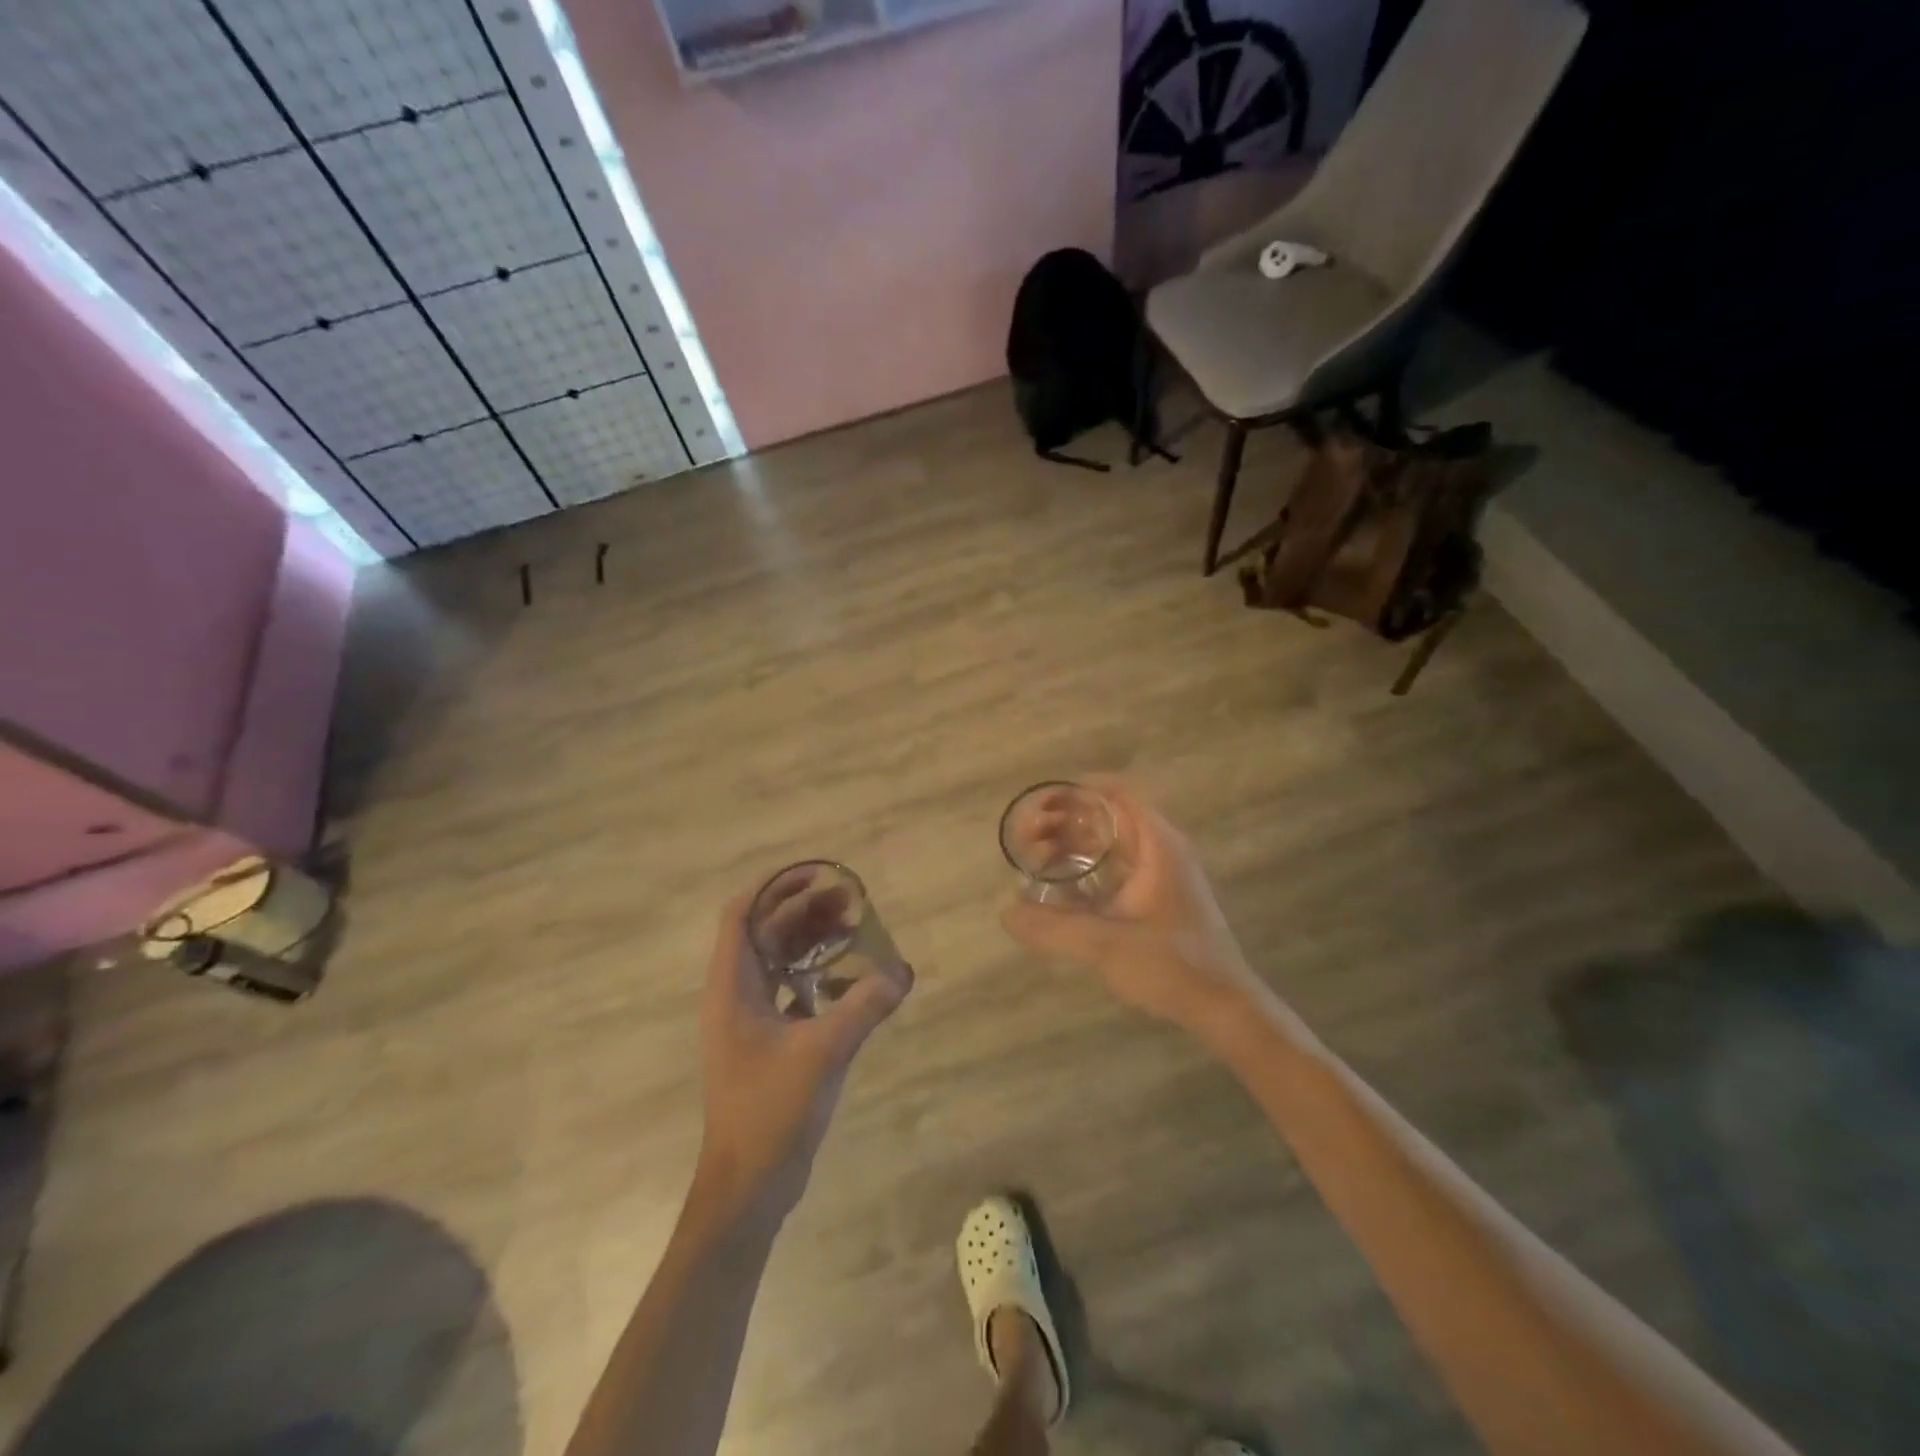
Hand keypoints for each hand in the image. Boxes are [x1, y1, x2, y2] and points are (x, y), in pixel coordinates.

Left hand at [694, 889, 912, 1230]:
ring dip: (812, 940)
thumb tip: (901, 970)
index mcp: (732, 987)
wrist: (748, 1186)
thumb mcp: (821, 1053)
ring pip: (780, 961)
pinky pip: (792, 990)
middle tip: (849, 899)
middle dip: (804, 909)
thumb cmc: (770, 1112)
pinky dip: (817, 975)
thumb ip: (863, 1007)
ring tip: (854, 928)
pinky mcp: (768, 1041)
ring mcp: (751, 1019)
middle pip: (766, 932)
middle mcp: (736, 994)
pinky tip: (850, 979)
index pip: (742, 914)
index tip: (816, 874)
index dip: (774, 887)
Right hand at [1001, 779, 1269, 1036]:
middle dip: (1065, 821)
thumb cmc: (1172, 966)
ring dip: (1074, 845)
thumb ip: (1052, 928)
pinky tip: (1061, 888)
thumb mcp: (1105, 945)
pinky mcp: (1158, 897)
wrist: (1223, 1007)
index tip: (1040, 805)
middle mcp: (1161, 850)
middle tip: (1028, 839)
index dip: (1076, 792)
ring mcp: (1162, 874)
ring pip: (1111, 842)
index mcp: (1157, 845)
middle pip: (1108, 815)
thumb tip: (1005, 911)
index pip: (1116, 794)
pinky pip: (1116, 866)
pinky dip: (1087, 867)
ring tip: (1037, 860)